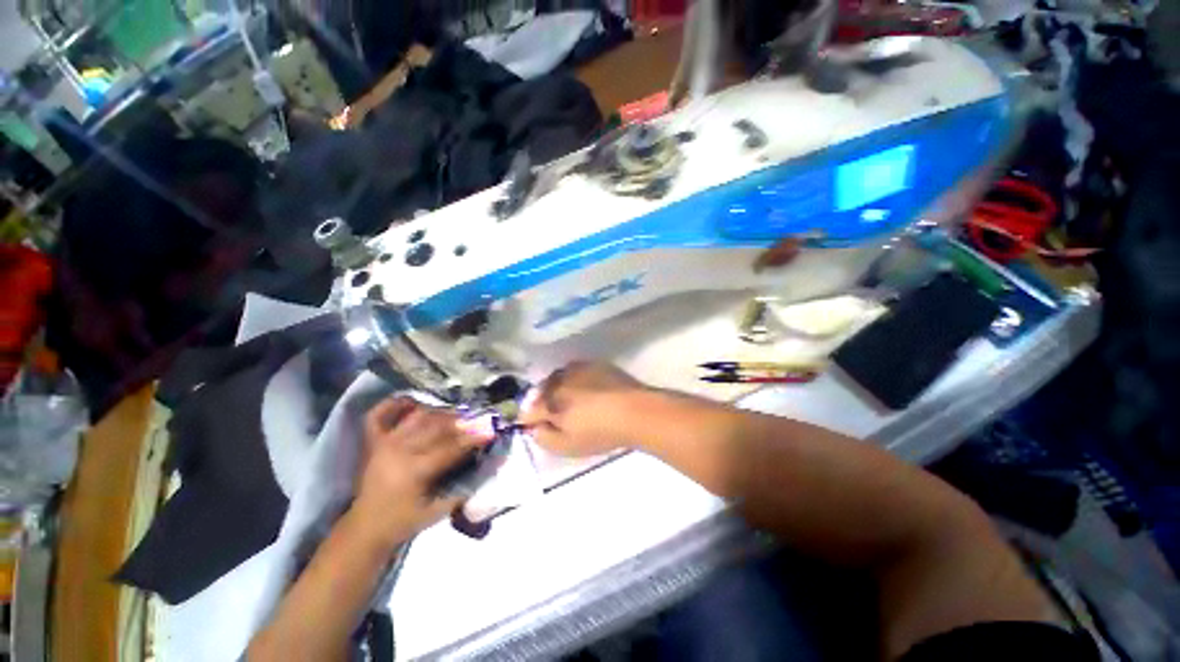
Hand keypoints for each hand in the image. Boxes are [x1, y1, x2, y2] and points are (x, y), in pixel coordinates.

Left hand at [352, 397, 488, 548]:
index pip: (451, 448)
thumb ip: (462, 490)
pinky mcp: (373, 442)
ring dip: (438, 413)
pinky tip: (413, 402)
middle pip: (437, 427)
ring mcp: (384, 443)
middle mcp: (399, 451)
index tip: (490, 431)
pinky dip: (394, 404)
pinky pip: (379, 415)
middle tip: (477, 421)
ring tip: (454, 416)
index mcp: (414, 471)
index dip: (473, 439)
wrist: (366, 528)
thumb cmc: (404, 521)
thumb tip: (486, 468)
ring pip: (418, 417)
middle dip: (461, 423)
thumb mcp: (436, 512)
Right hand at [519, 362, 649, 456]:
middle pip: (541, 391)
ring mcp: (577, 369)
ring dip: (557, 388)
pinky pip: (576, 371)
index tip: (534, 427)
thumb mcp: (567, 446)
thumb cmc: (599, 432)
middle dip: (541, 402)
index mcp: (549, 402)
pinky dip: (574, 380)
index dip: (528, 421)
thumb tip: (534, 428)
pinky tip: (586, 389)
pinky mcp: (594, 364)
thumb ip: (543, 438)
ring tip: (569, 399)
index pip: (528, 411)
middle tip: (552, 414)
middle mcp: (558, 380)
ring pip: (557, 378)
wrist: (635, 411)